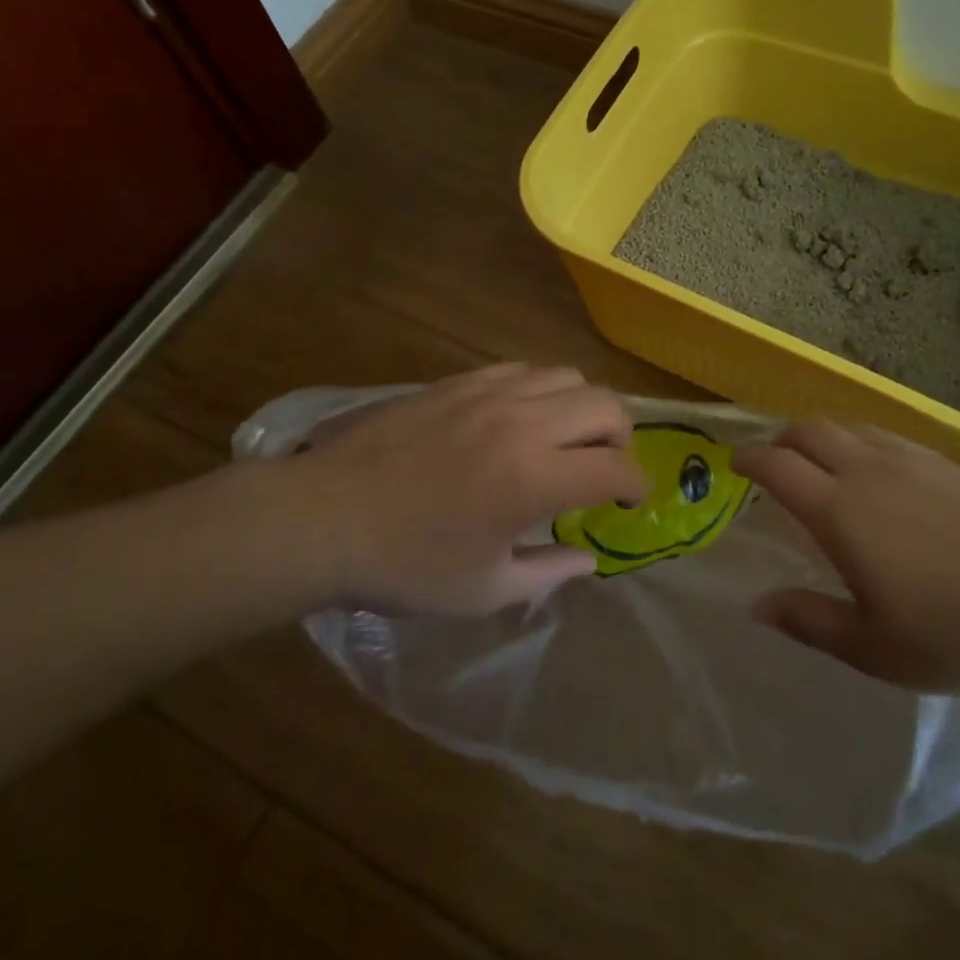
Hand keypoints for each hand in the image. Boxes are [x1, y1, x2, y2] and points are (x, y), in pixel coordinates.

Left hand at [252, 365, 647, 614]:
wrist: (324, 518)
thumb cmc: (405, 565)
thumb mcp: (484, 591)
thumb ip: (548, 572)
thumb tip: (588, 558)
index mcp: (533, 479)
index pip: (616, 467)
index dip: (635, 484)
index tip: (628, 500)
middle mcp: (523, 424)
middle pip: (605, 405)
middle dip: (620, 437)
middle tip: (602, 466)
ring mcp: (489, 393)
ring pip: (567, 376)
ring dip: (581, 408)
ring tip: (564, 438)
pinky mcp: (459, 381)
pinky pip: (523, 369)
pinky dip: (540, 391)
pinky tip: (519, 419)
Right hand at [733, 422, 959, 691]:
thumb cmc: (952, 631)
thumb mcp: (871, 647)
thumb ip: (807, 620)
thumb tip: (756, 605)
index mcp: (839, 511)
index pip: (778, 466)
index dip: (749, 459)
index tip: (735, 464)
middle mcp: (865, 471)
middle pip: (808, 431)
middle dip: (781, 439)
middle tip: (773, 461)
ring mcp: (907, 459)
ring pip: (847, 426)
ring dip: (820, 436)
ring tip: (819, 462)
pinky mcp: (942, 461)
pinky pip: (883, 434)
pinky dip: (858, 440)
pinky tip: (873, 468)